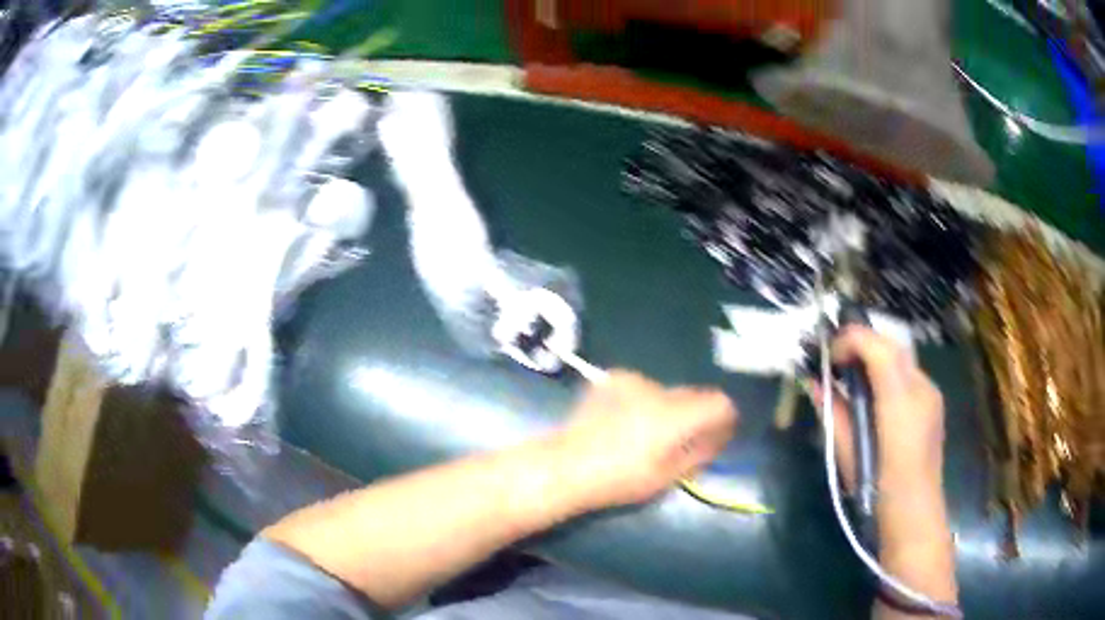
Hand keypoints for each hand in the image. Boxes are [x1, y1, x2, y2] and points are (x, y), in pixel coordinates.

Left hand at [554, 371, 737, 510]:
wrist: (566, 466)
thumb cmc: (619, 479)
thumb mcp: (666, 477)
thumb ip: (699, 454)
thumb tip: (716, 441)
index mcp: (676, 415)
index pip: (719, 402)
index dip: (725, 419)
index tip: (718, 436)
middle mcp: (658, 390)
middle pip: (693, 395)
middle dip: (696, 415)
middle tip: (685, 440)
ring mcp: (632, 381)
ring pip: (666, 391)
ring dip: (667, 408)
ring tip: (648, 433)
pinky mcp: (611, 379)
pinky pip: (640, 388)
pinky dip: (642, 402)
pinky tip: (624, 421)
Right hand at [815, 326, 945, 495]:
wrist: (915, 517)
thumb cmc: (877, 492)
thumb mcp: (847, 454)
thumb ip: (834, 412)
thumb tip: (813, 383)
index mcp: (899, 403)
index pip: (877, 347)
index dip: (850, 340)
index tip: (828, 356)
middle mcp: (920, 388)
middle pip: (890, 344)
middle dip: (861, 343)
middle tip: (835, 362)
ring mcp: (931, 393)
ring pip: (900, 356)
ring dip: (874, 356)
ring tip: (851, 375)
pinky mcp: (933, 402)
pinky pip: (908, 373)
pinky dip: (887, 371)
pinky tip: (874, 395)